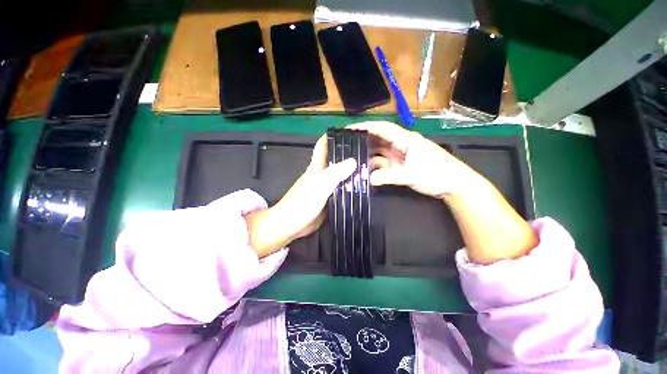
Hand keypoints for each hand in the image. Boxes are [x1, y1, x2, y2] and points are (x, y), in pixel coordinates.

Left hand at [245, 136, 355, 256]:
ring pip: (340, 174)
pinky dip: (350, 185)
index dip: (334, 137)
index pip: (324, 146)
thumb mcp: (319, 187)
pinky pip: (341, 188)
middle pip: (335, 159)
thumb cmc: (301, 204)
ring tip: (369, 167)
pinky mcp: (328, 198)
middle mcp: (321, 174)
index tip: (351, 134)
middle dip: (349, 154)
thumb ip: (335, 174)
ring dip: (351, 170)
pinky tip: (360, 186)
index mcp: (316, 167)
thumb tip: (353, 161)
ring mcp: (325, 187)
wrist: (290, 226)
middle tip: (367, 152)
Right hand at [348, 121, 480, 199]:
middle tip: (347, 146)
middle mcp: (401, 144)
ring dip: (369, 156)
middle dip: (364, 141)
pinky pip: (384, 162)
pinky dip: (375, 166)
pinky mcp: (401, 165)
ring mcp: (401, 155)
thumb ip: (389, 176)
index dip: (366, 126)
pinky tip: (367, 171)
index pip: (382, 128)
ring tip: (354, 160)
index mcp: (406, 139)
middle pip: (379, 139)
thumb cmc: (437, 174)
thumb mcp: (411, 175)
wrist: (454, 184)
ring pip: (380, 152)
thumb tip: (369, 179)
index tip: (350, 128)